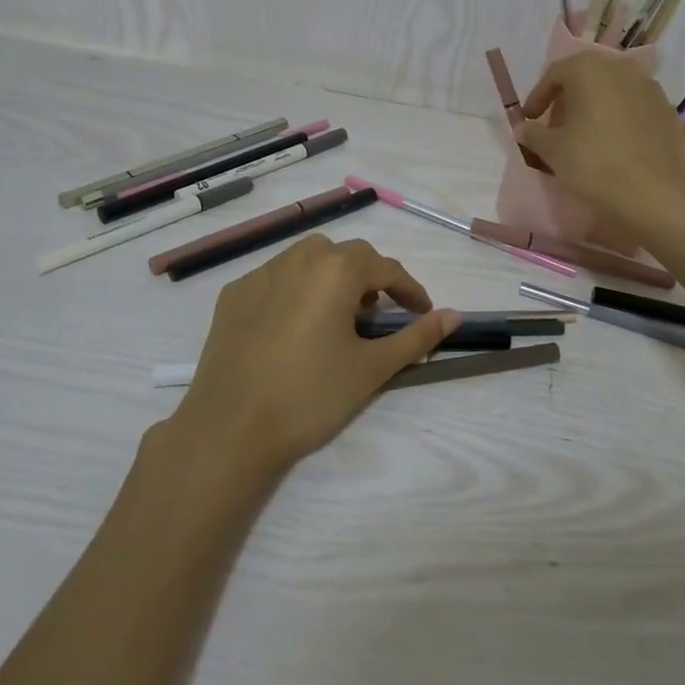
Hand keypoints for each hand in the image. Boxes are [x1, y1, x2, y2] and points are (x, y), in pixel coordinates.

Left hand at [168, 235, 460, 475]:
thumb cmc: (310, 395)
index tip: (422, 313)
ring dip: (332, 277)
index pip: (386, 269)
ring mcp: (260, 273)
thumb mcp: (371, 368)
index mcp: (336, 270)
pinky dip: (295, 290)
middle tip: (378, 316)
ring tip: (337, 316)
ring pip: (309, 259)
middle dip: (370, 279)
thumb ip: (416, 337)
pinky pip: (276, 278)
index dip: (409, 290)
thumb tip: (454, 315)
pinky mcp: (233, 294)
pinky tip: (293, 326)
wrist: (229, 429)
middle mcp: (298, 258)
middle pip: (347, 255)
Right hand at [519, 51, 684, 226]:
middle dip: (568, 99)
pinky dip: (620, 117)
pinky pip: (634, 106)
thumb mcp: (552, 150)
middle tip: (556, 126)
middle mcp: (621, 67)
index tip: (530, 119)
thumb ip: (533, 133)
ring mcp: (649, 86)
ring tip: (586, 134)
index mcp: (589, 69)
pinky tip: (614, 142)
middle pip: (586, 77)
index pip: (555, 74)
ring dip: (595, 106)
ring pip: (613, 90)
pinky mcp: (667, 109)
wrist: (652, 192)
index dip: (538, 97)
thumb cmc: (593, 163)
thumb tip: (523, 127)